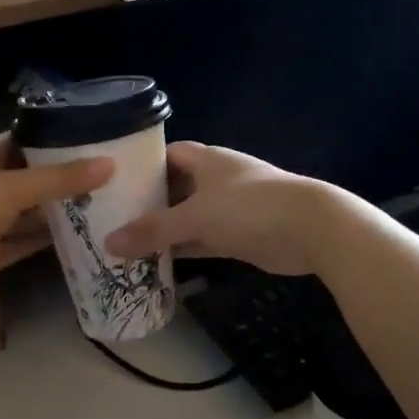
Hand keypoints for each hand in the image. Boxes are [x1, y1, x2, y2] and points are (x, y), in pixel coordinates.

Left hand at [0, 134, 111, 334]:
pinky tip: (85, 232)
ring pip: (30, 211)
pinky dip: (50, 238)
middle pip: (29, 177)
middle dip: (62, 175)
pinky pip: (28, 240)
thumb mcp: (11, 189)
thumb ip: (60, 178)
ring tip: (105, 198)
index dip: (50, 136)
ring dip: (60, 209)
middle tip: (108, 169)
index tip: (89, 134)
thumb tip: (110, 164)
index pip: (18, 139)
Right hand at [105, 142, 331, 276]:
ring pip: (187, 218)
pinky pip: (202, 240)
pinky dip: (183, 250)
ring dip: (164, 231)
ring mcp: (229, 209)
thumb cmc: (248, 208)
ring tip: (124, 245)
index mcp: (206, 160)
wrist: (310, 229)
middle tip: (110, 219)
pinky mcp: (238, 236)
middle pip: (174, 188)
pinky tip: (156, 263)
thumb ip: (153, 230)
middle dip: (147, 203)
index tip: (113, 183)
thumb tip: (109, 243)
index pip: (167, 155)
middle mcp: (216, 180)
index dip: (142, 166)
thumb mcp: (195, 217)